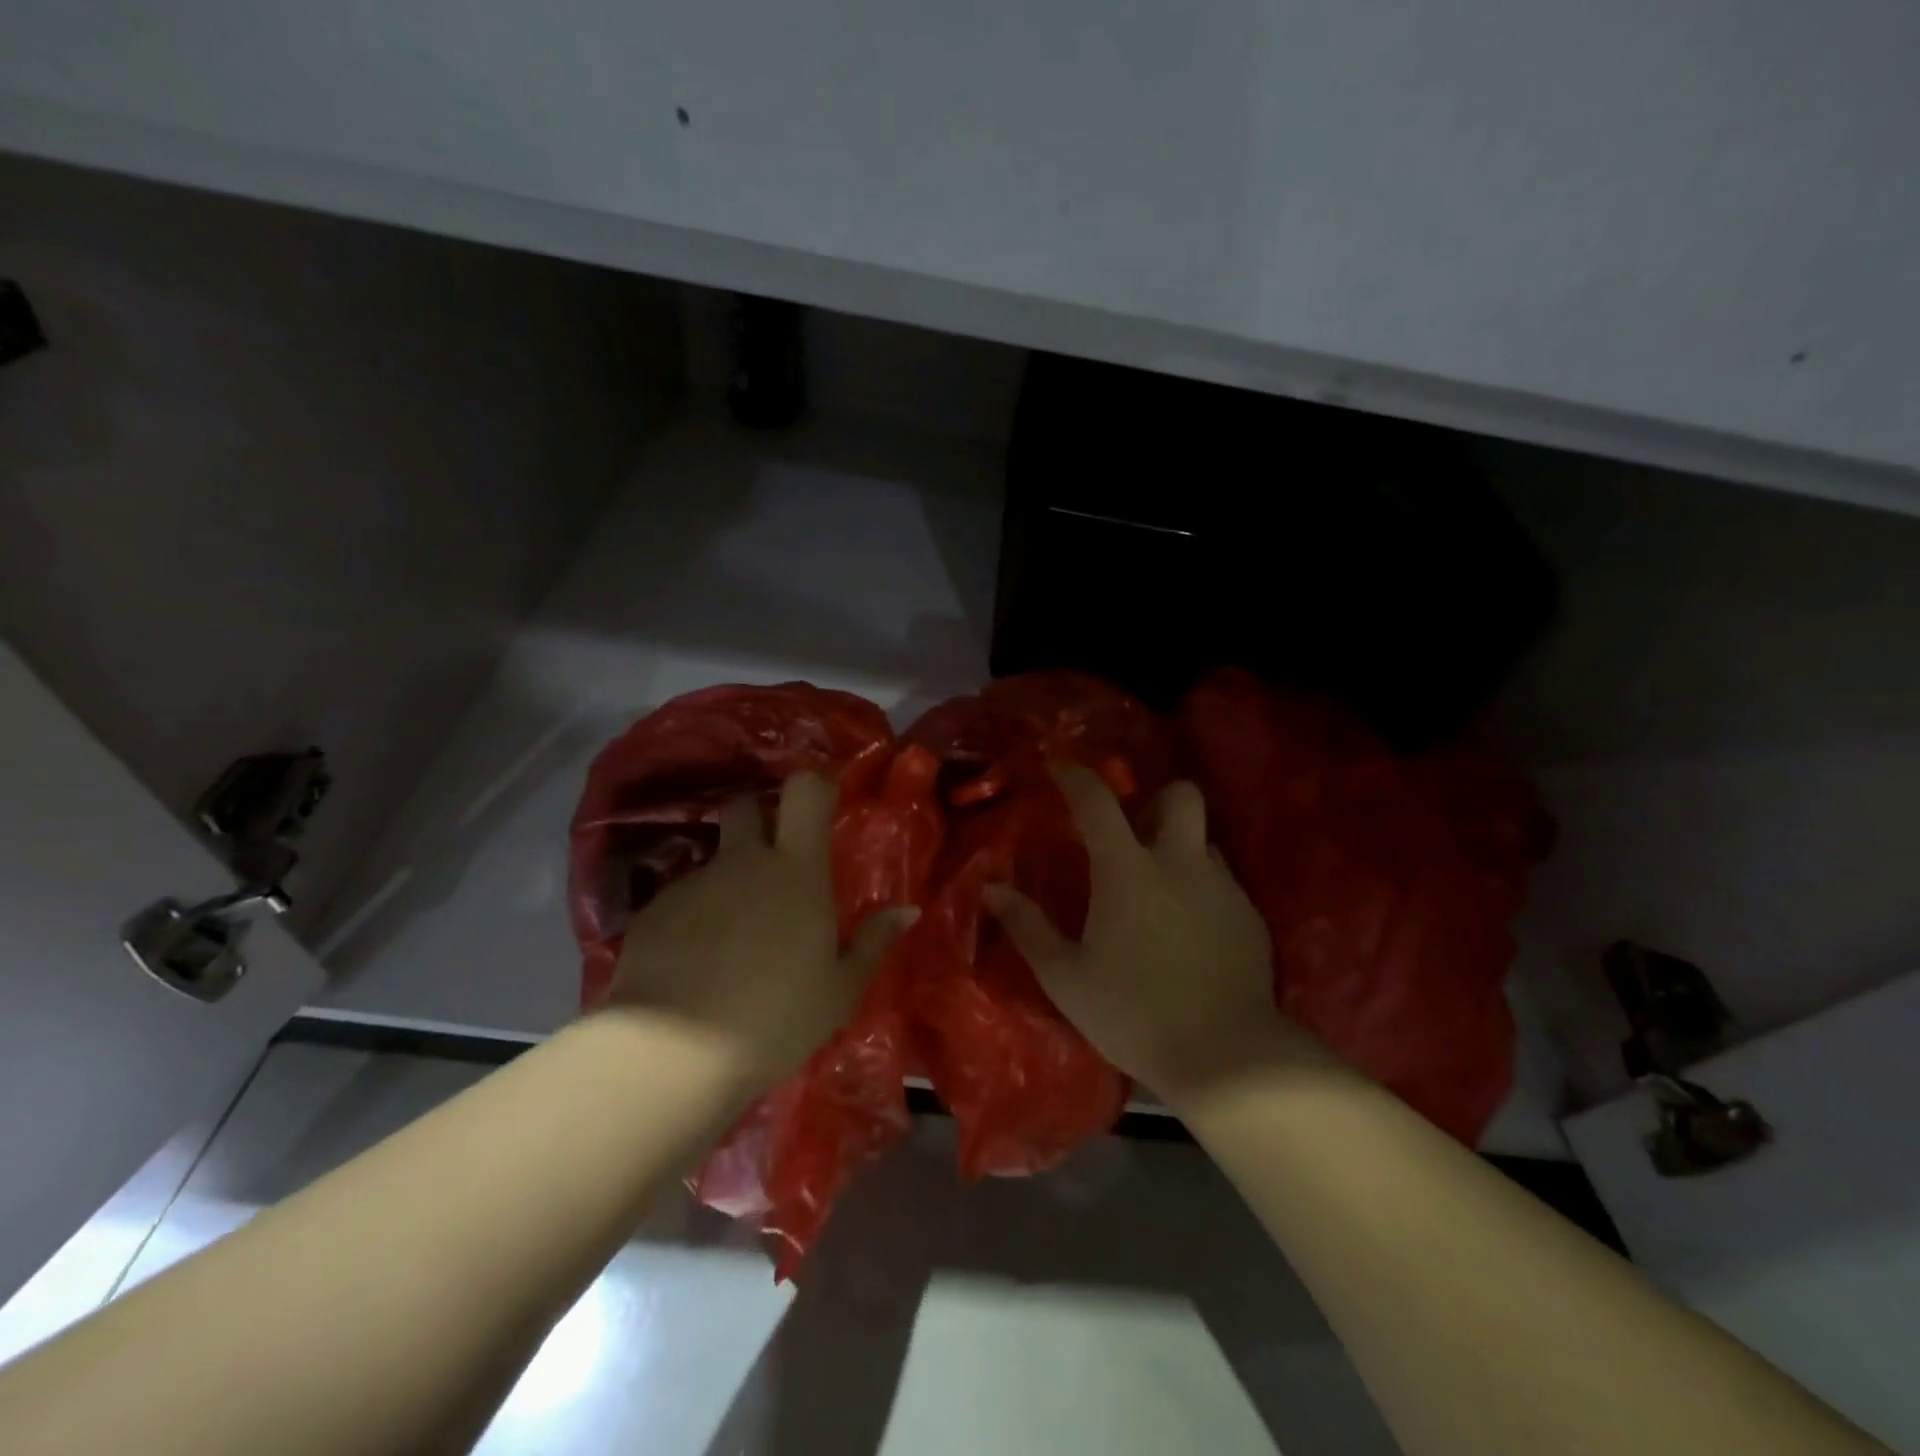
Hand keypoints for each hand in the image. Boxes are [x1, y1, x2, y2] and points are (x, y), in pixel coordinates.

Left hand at [606, 772, 916, 1091]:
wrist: (673, 1053)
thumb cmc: (776, 1017)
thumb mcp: (840, 990)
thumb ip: (874, 943)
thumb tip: (908, 910)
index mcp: (796, 871)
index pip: (804, 792)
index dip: (814, 785)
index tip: (822, 803)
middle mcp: (743, 863)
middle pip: (745, 807)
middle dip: (759, 818)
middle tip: (773, 860)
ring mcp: (694, 883)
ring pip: (715, 860)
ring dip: (729, 881)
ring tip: (733, 938)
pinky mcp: (654, 912)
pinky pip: (683, 899)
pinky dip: (695, 917)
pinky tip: (696, 964)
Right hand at [984, 766, 1318, 1107]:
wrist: (1226, 1057)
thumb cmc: (1133, 1013)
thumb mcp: (1066, 976)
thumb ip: (1028, 927)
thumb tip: (993, 889)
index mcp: (1128, 870)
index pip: (1098, 802)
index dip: (1076, 776)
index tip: (1059, 765)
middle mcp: (1180, 864)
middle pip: (1181, 796)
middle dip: (1156, 799)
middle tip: (1134, 832)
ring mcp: (1223, 888)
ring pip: (1204, 840)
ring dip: (1180, 848)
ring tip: (1161, 888)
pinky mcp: (1250, 917)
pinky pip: (1223, 881)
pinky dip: (1201, 888)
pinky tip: (1189, 931)